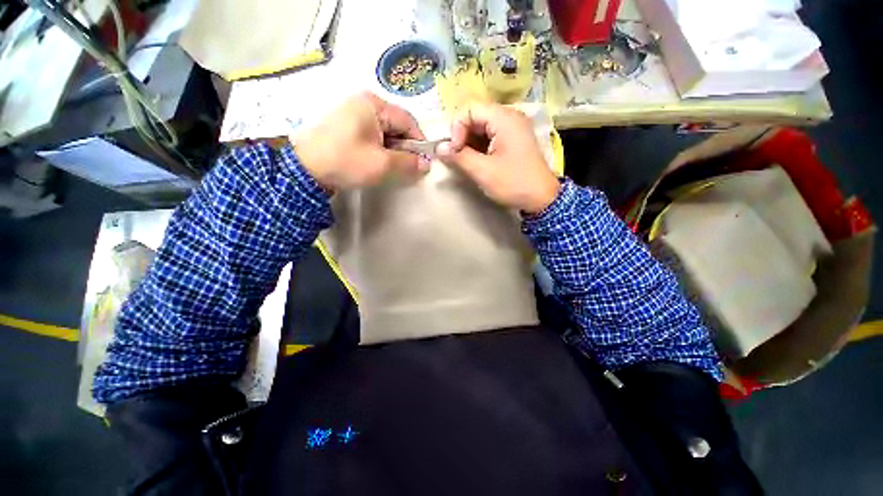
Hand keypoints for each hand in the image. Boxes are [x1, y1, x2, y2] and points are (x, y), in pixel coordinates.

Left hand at [292, 92, 427, 190]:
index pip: (407, 121)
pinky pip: (373, 135)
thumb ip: (408, 163)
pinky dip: (381, 149)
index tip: (424, 162)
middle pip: (396, 125)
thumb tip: (426, 164)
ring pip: (385, 132)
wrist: (305, 169)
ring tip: (392, 168)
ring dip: (393, 150)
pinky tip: (378, 162)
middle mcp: (364, 103)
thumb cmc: (346, 161)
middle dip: (405, 148)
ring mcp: (353, 113)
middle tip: (407, 168)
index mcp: (374, 105)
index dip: (419, 142)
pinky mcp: (347, 126)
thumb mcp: (382, 164)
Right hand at [435, 104, 559, 214]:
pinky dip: (480, 147)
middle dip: (462, 136)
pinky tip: (478, 161)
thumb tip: (438, 148)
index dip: (456, 128)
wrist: (541, 198)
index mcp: (504, 118)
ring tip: (467, 161)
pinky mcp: (514, 140)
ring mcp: (513, 128)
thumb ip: (459, 157)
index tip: (455, 151)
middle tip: (458, 157)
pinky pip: (491, 136)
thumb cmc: (513, 183)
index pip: (470, 109)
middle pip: (476, 117)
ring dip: (470, 143)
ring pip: (482, 128)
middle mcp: (510, 116)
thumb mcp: (483, 171)